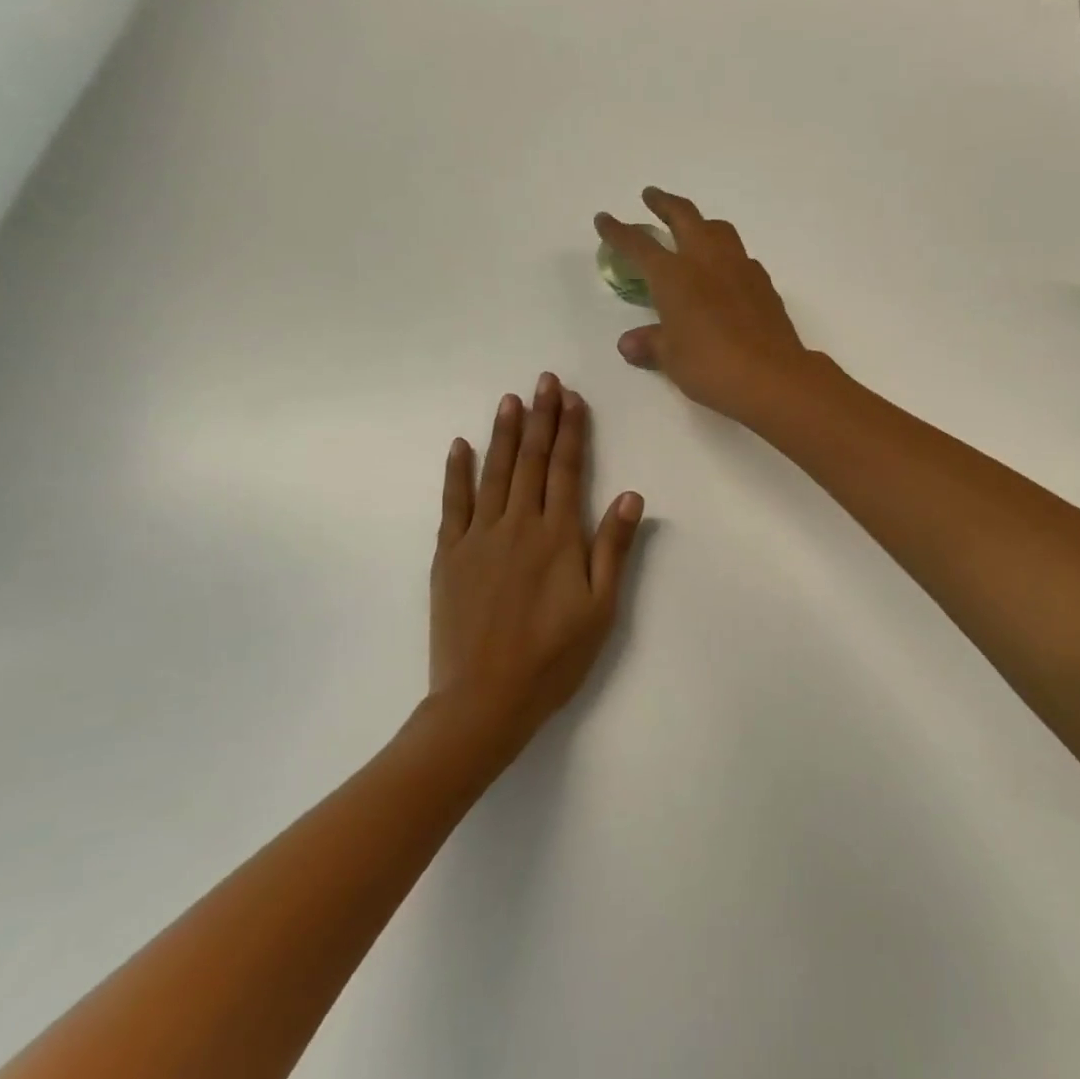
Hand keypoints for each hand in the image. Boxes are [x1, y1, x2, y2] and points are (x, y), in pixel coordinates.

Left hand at [428, 373, 643, 758]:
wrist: (485, 698)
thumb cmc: (554, 656)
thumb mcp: (600, 608)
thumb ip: (614, 548)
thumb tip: (630, 495)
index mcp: (558, 537)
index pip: (566, 470)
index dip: (571, 432)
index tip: (573, 399)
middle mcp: (518, 525)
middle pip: (531, 461)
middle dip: (540, 418)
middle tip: (545, 381)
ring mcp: (478, 538)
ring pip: (493, 473)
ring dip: (503, 433)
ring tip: (510, 399)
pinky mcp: (449, 555)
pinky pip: (453, 503)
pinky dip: (457, 472)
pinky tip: (460, 446)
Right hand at [595, 188, 813, 423]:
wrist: (771, 376)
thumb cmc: (710, 366)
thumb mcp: (671, 358)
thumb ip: (650, 344)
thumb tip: (629, 343)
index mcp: (674, 275)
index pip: (639, 245)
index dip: (618, 231)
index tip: (604, 219)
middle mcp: (706, 261)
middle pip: (684, 217)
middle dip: (664, 204)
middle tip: (652, 196)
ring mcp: (740, 268)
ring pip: (718, 229)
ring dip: (701, 223)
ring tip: (694, 229)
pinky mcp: (764, 284)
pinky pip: (741, 257)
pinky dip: (726, 255)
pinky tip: (725, 272)